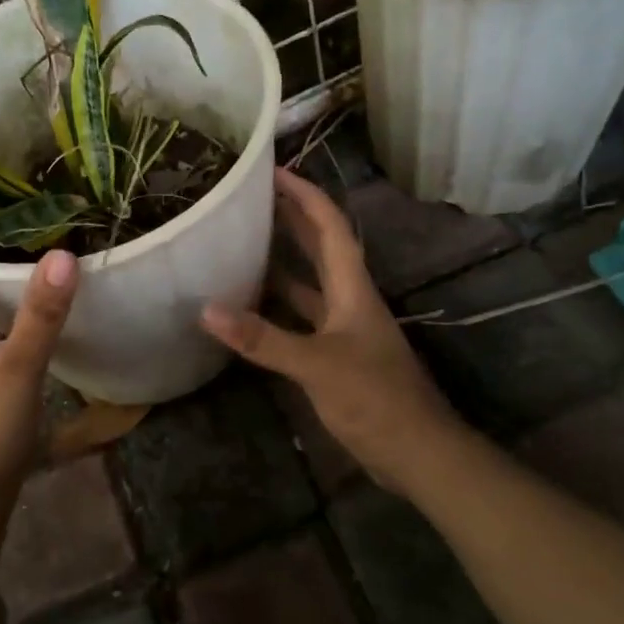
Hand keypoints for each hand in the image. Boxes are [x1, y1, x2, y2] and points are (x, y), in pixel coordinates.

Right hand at [201, 168, 464, 496]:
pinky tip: (251, 306)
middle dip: (292, 217)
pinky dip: (277, 305)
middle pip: (321, 247)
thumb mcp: (316, 364)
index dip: (304, 195)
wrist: (417, 451)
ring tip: (244, 241)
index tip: (274, 172)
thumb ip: (263, 338)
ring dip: (283, 259)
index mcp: (352, 288)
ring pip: (309, 282)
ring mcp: (343, 328)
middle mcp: (349, 299)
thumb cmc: (375, 398)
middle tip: (254, 197)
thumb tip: (207, 309)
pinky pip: (301, 317)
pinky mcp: (336, 355)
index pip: (329, 227)